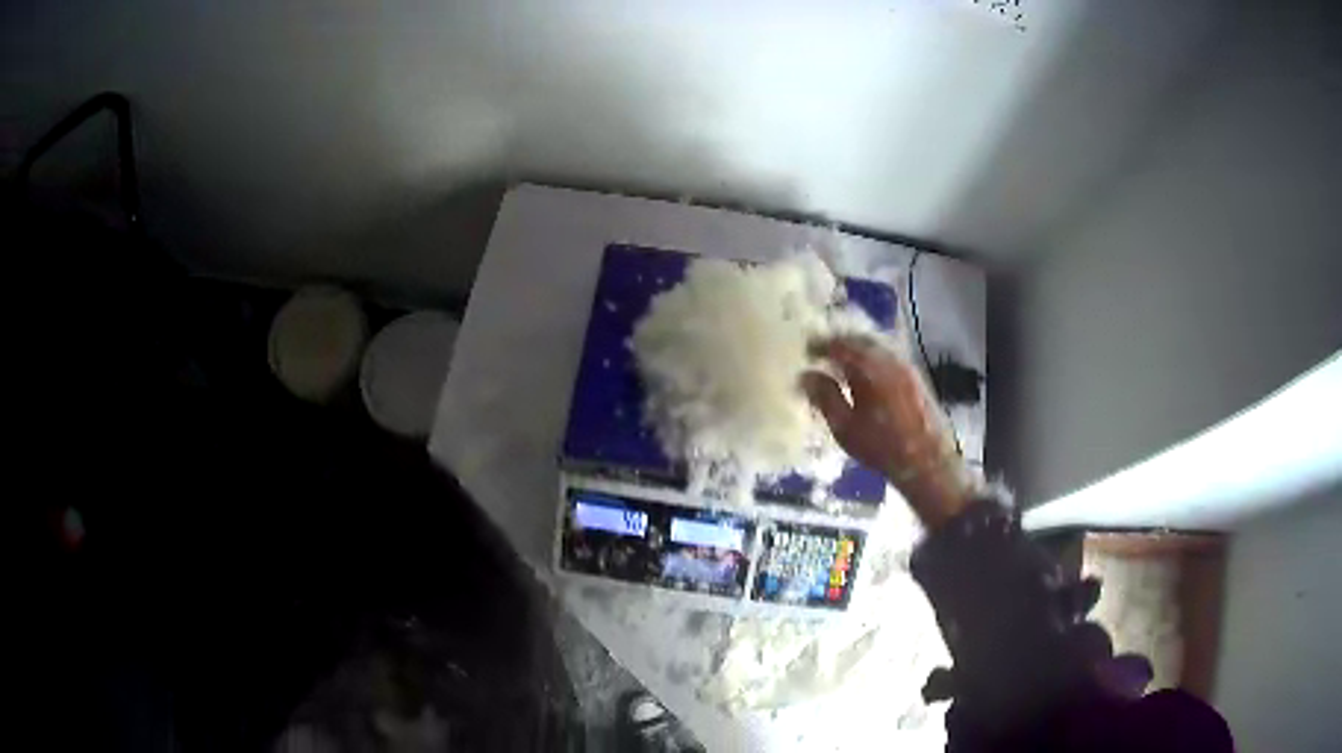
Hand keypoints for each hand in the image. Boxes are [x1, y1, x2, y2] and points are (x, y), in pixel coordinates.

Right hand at [803, 337, 970, 527]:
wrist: (926, 460)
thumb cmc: (881, 445)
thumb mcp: (844, 426)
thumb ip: (824, 397)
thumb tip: (805, 376)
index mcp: (869, 367)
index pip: (840, 345)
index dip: (820, 345)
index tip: (807, 350)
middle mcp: (889, 358)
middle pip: (860, 339)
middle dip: (839, 343)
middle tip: (822, 352)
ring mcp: (905, 365)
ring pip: (876, 346)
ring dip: (856, 349)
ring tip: (841, 363)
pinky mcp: (915, 376)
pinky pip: (887, 356)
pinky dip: (871, 358)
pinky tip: (865, 374)